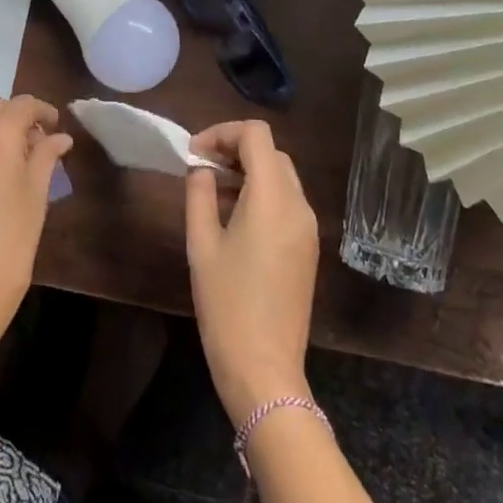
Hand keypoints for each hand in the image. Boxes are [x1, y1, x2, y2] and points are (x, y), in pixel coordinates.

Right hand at [185, 120, 320, 425]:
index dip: (223, 132)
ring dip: (249, 170)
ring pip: (281, 176)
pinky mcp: (308, 248)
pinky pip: (287, 202)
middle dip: (235, 149)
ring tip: (212, 191)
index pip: (256, 135)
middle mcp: (298, 205)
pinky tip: (235, 216)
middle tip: (201, 168)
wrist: (265, 370)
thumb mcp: (202, 244)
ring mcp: (308, 228)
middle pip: (271, 152)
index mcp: (273, 198)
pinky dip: (262, 193)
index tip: (194, 153)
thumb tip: (200, 168)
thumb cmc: (227, 305)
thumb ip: (199, 194)